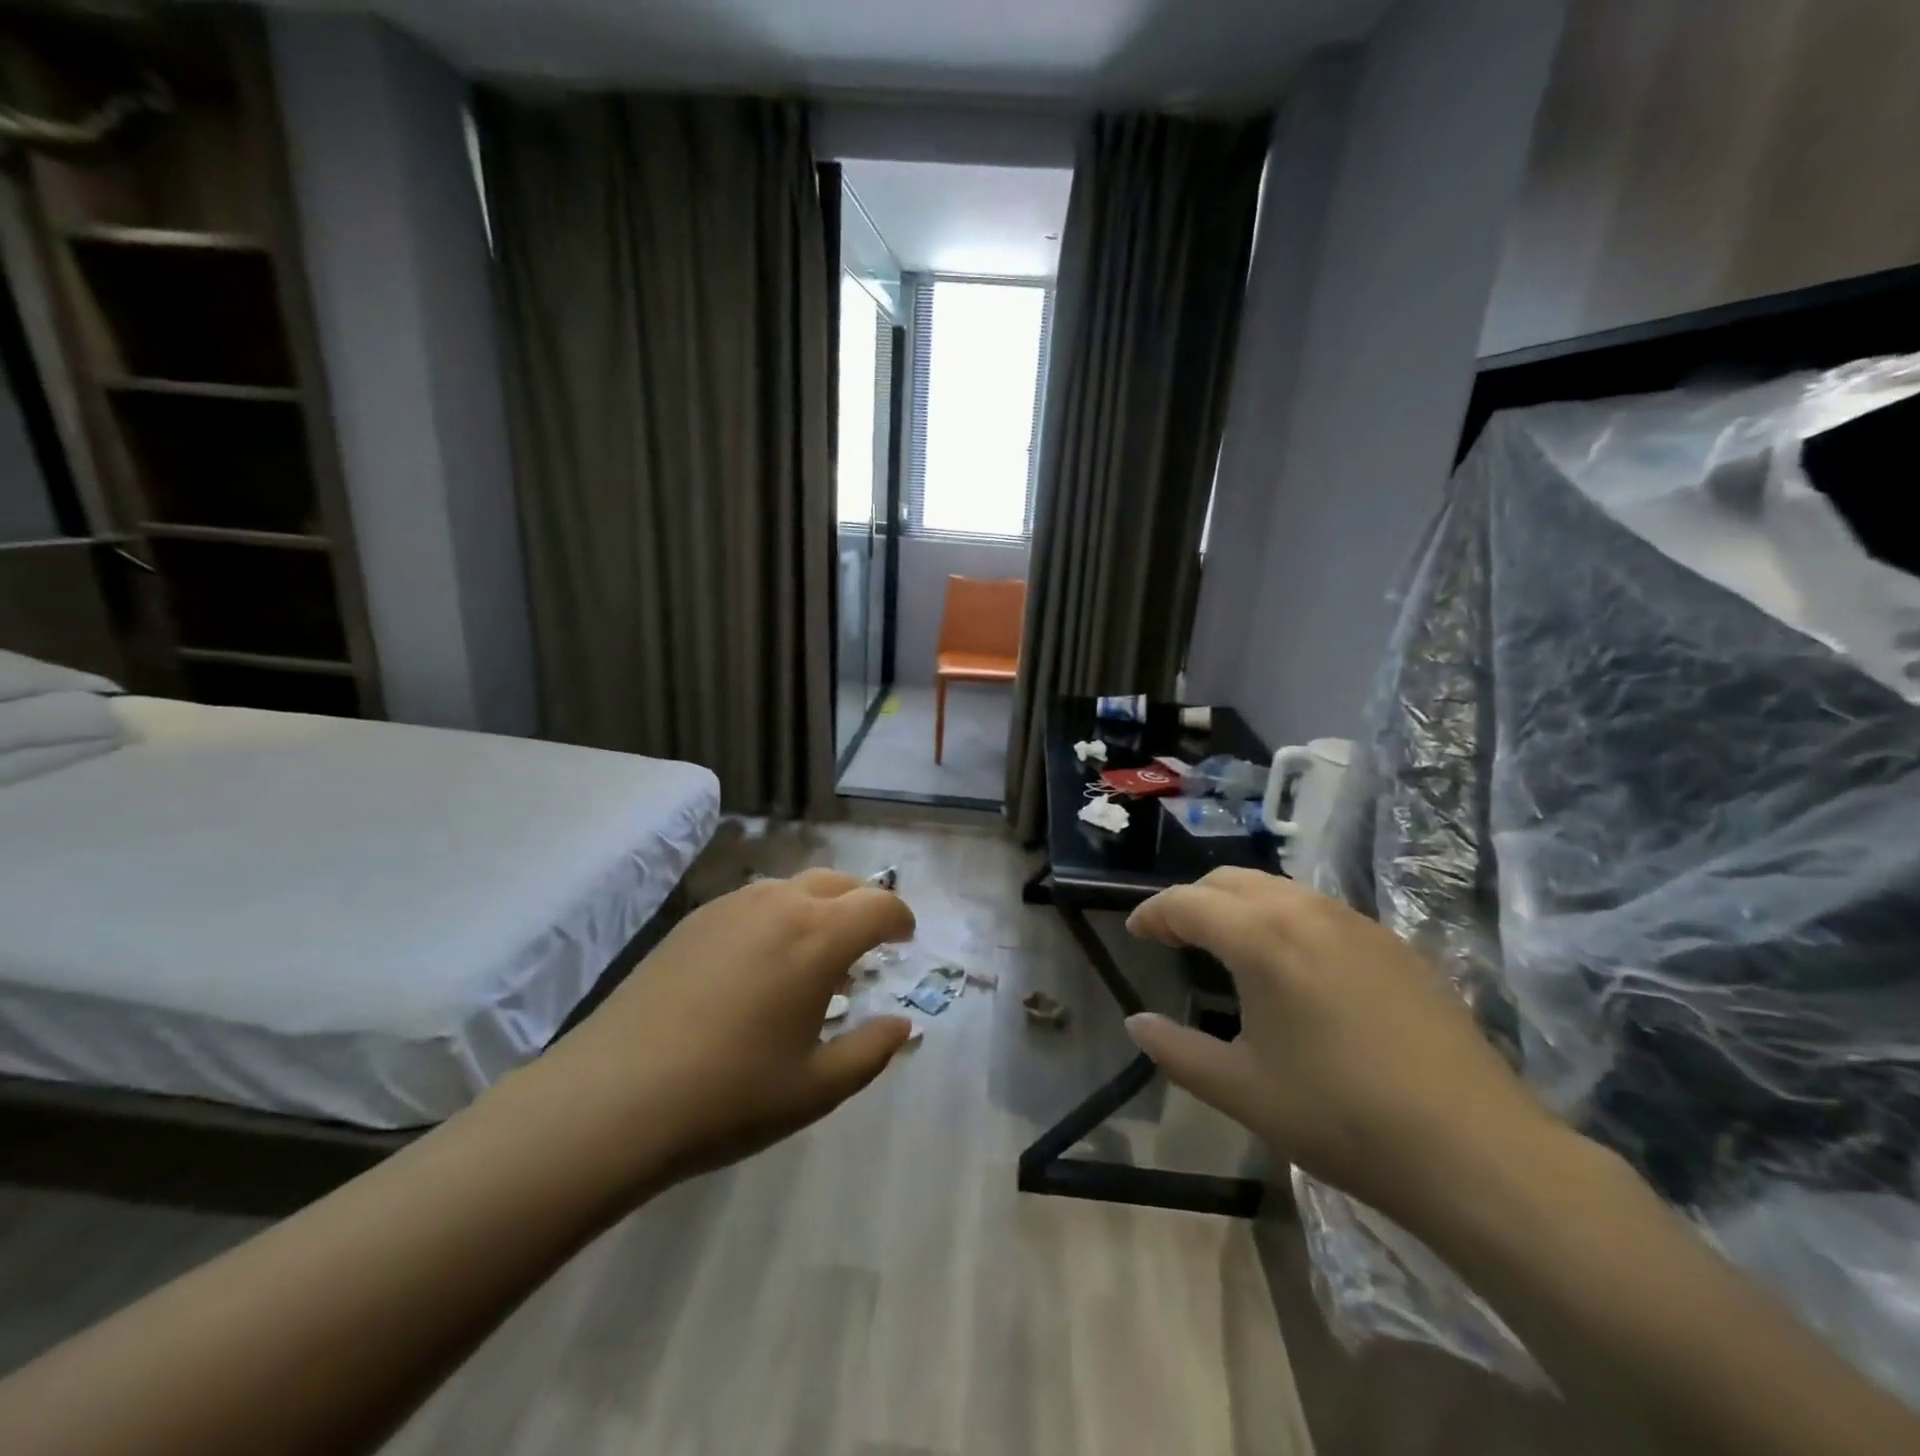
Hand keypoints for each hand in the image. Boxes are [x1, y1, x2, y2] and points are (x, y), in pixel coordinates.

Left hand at [520, 869, 914, 1191]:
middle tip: (869, 942)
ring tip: (815, 954)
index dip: (900, 918)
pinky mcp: (694, 920)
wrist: (612, 1099)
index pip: (879, 905)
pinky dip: (779, 915)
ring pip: (794, 886)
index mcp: (818, 937)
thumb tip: (901, 1026)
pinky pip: (755, 901)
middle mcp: (779, 904)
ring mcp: (731, 907)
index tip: (905, 940)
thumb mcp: (816, 1088)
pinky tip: (763, 962)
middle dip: (863, 904)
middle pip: (839, 883)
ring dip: (820, 907)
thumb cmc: (729, 1096)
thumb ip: (871, 1051)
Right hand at [1125, 868, 1561, 1222]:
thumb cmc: (1340, 1117)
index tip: (1136, 932)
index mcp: (1261, 938)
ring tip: (1228, 944)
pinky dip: (1284, 917)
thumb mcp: (1240, 1090)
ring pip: (1279, 888)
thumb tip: (1137, 1023)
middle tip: (1175, 934)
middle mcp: (1306, 911)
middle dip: (1194, 899)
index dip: (1153, 913)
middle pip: (1231, 880)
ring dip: (1240, 903)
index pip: (1187, 903)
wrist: (1474, 1150)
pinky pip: (1320, 909)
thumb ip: (1176, 1051)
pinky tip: (1294, 964)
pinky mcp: (1394, 943)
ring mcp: (1357, 923)